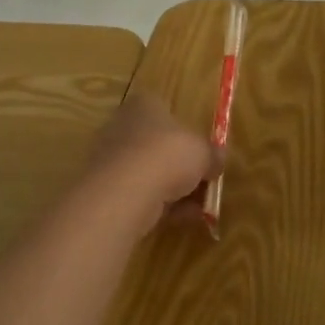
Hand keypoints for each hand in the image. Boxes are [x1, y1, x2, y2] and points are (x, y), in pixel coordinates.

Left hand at [83, 92, 220, 226]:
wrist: (125, 191)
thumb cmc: (167, 155)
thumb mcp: (203, 152)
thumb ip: (212, 155)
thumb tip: (217, 162)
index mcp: (143, 105)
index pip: (165, 113)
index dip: (187, 134)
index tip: (204, 155)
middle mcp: (122, 127)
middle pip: (158, 147)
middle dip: (182, 168)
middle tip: (204, 185)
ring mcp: (111, 159)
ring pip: (150, 174)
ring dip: (175, 191)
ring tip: (199, 209)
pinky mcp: (106, 189)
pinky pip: (140, 195)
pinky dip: (160, 206)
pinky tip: (182, 219)